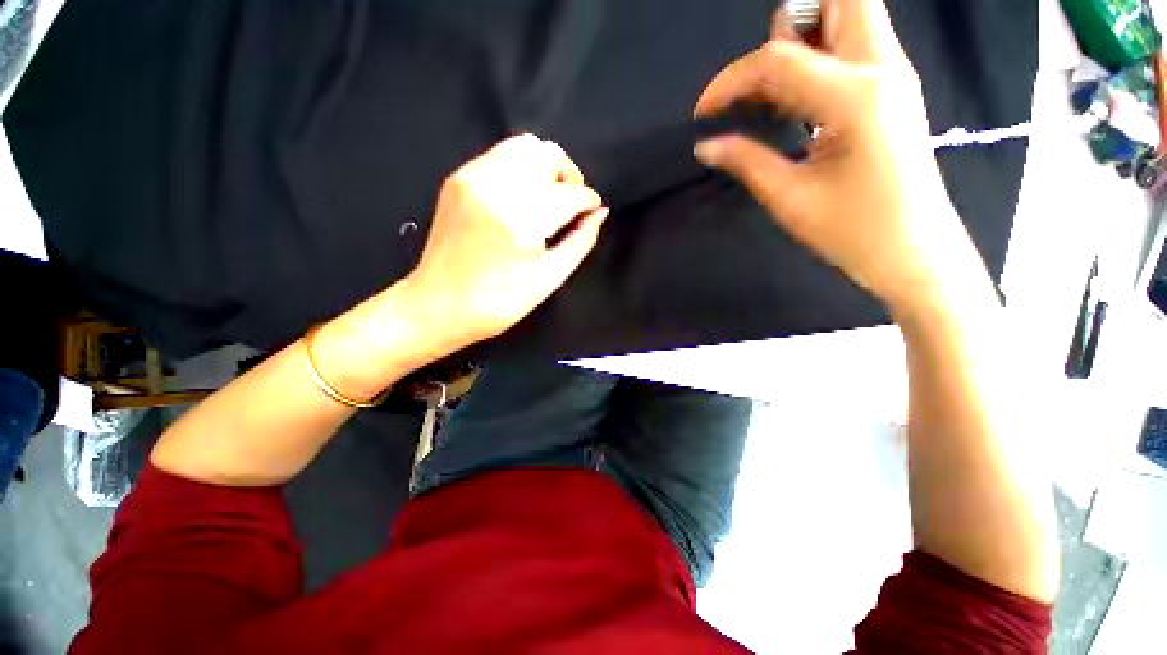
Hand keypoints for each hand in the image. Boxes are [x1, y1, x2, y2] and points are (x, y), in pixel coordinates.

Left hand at [404, 134, 608, 352]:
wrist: (438, 305)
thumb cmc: (499, 303)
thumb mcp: (549, 279)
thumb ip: (580, 242)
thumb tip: (599, 214)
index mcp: (520, 223)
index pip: (568, 194)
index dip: (588, 200)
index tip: (593, 209)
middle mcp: (495, 190)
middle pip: (547, 154)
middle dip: (568, 175)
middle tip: (570, 201)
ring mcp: (472, 179)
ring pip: (523, 146)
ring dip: (545, 167)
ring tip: (549, 196)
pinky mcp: (458, 178)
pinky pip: (500, 155)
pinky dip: (521, 168)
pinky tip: (523, 196)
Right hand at [693, 0, 984, 313]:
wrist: (915, 251)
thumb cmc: (854, 231)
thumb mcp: (790, 198)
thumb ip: (746, 162)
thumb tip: (706, 146)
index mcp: (855, 96)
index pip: (778, 60)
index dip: (730, 81)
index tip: (703, 114)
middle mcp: (881, 67)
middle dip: (789, 24)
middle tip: (760, 81)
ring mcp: (893, 74)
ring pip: (849, 14)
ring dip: (804, 37)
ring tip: (773, 95)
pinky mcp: (892, 90)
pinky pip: (852, 46)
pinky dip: (817, 59)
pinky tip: (794, 105)